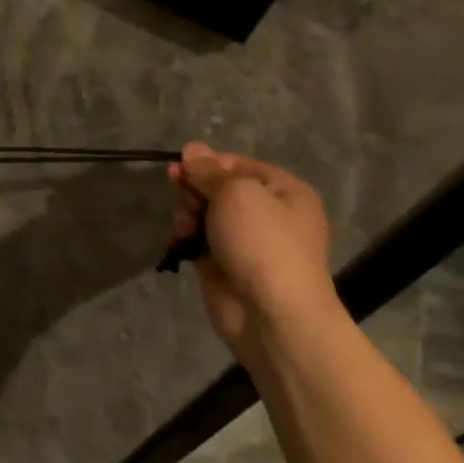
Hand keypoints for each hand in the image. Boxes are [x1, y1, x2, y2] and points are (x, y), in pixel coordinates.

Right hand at [168, 142, 342, 366]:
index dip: (207, 163)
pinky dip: (184, 238)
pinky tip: (178, 243)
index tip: (181, 169)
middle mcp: (268, 214)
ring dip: (186, 215)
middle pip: (216, 187)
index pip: (237, 164)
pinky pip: (196, 239)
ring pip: (203, 212)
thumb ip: (209, 170)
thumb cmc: (263, 243)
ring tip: (185, 228)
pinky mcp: (224, 263)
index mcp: (284, 191)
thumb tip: (193, 148)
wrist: (273, 314)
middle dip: (194, 191)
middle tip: (185, 200)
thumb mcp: (235, 193)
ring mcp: (246, 241)